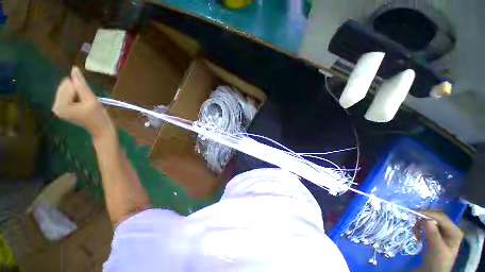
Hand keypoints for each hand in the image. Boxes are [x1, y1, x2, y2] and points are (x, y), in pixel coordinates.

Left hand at [52, 67, 115, 139]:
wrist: (101, 129)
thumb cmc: (99, 116)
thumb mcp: (91, 99)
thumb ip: (81, 84)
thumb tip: (74, 68)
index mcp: (61, 105)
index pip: (68, 85)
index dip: (81, 90)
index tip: (88, 101)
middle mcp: (55, 106)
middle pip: (65, 87)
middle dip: (78, 92)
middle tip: (87, 103)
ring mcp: (57, 108)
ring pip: (66, 90)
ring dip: (77, 95)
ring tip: (85, 105)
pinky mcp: (60, 109)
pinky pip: (66, 95)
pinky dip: (75, 97)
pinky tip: (81, 105)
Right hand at [416, 211, 462, 271]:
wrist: (433, 271)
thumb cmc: (437, 261)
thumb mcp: (436, 249)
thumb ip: (433, 235)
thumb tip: (427, 220)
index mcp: (454, 231)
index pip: (441, 217)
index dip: (428, 214)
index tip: (413, 213)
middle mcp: (450, 228)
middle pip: (436, 217)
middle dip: (424, 218)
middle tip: (412, 220)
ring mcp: (444, 231)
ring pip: (431, 220)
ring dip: (421, 223)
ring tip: (414, 230)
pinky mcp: (436, 234)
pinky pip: (428, 226)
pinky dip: (420, 227)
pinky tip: (417, 233)